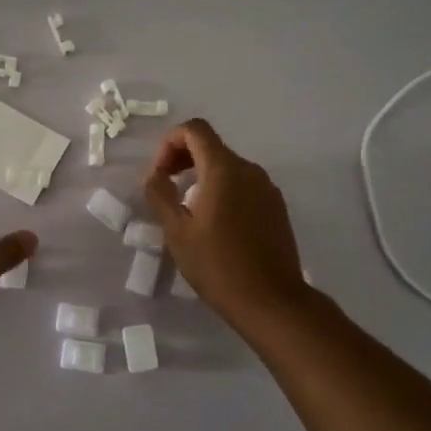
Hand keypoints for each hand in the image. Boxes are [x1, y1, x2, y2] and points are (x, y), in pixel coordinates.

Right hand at [142, 119, 312, 325]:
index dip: (169, 143)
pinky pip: (244, 186)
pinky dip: (223, 191)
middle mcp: (249, 170)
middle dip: (183, 159)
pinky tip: (215, 225)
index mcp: (224, 169)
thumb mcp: (177, 232)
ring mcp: (267, 188)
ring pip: (228, 167)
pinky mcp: (277, 207)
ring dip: (202, 177)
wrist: (271, 301)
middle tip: (166, 190)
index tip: (160, 175)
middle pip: (211, 146)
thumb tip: (153, 175)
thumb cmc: (218, 266)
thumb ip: (160, 195)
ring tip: (188, 211)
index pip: (194, 129)